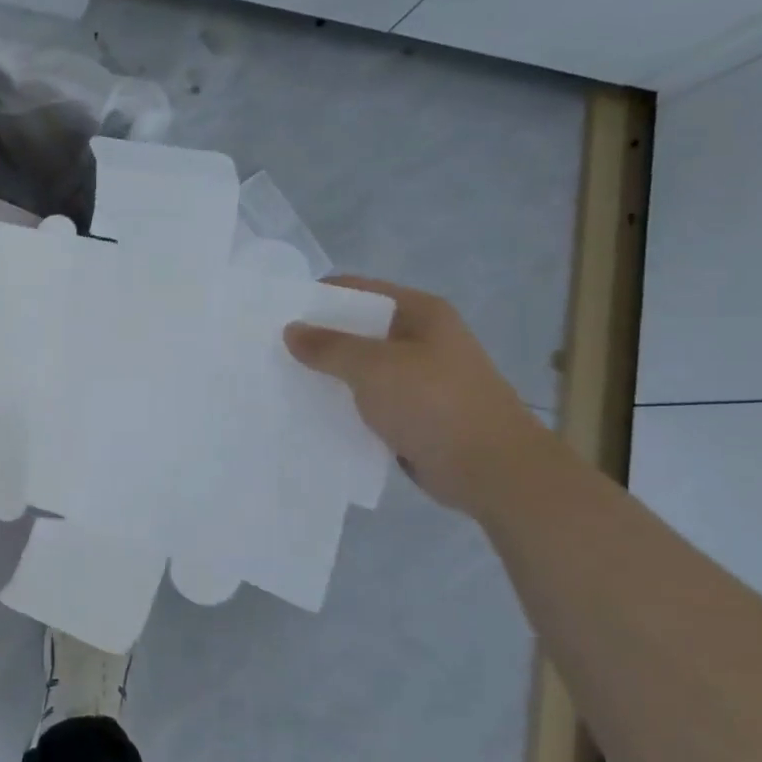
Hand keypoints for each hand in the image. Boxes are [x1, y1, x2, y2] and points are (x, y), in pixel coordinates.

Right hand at [284, 277, 556, 516]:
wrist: (491, 470)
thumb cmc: (434, 404)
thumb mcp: (375, 367)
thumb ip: (329, 347)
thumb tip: (291, 330)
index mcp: (419, 313)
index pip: (357, 290)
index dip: (317, 298)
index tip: (276, 315)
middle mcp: (420, 339)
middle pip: (357, 329)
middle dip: (317, 340)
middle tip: (270, 351)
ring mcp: (418, 378)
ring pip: (360, 368)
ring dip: (328, 375)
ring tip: (282, 382)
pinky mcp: (413, 413)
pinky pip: (368, 400)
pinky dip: (344, 405)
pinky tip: (311, 413)